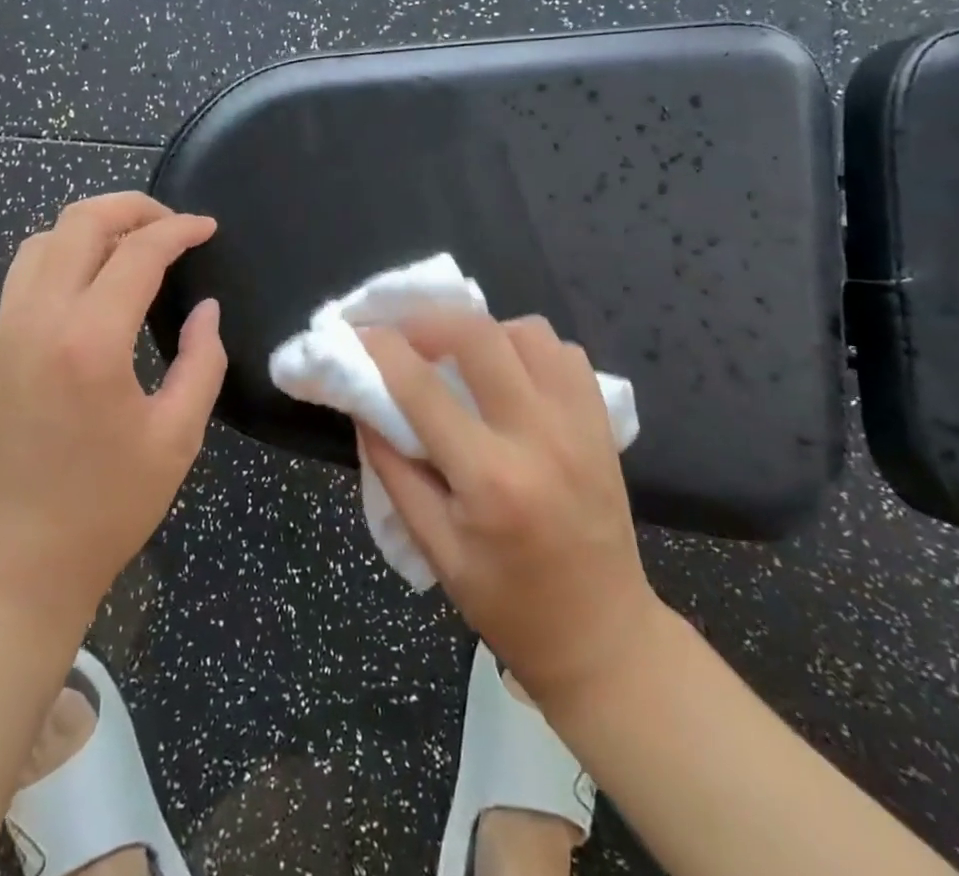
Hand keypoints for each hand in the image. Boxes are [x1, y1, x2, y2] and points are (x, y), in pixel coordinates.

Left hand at [0, 193, 225, 638]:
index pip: (138, 252)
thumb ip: (201, 363)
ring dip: (91, 227)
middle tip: (172, 224)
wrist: (8, 569)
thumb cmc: (104, 510)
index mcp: (90, 341)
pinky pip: (24, 277)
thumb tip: (206, 310)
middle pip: (79, 223)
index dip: (178, 229)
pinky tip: (92, 286)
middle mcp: (38, 320)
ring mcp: (4, 333)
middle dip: (132, 207)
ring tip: (132, 245)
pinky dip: (62, 256)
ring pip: (42, 241)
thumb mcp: (176, 440)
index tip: (207, 227)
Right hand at [357, 313, 662, 715]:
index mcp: (489, 479)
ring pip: (526, 331)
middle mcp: (539, 437)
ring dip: (482, 332)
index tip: (355, 332)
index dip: (380, 349)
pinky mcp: (602, 422)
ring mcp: (579, 424)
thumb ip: (394, 470)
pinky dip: (528, 347)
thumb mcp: (434, 550)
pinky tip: (508, 373)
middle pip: (479, 335)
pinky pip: (563, 352)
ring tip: (458, 357)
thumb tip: (363, 405)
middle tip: (402, 334)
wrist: (603, 637)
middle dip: (428, 320)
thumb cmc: (509, 604)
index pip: (421, 388)